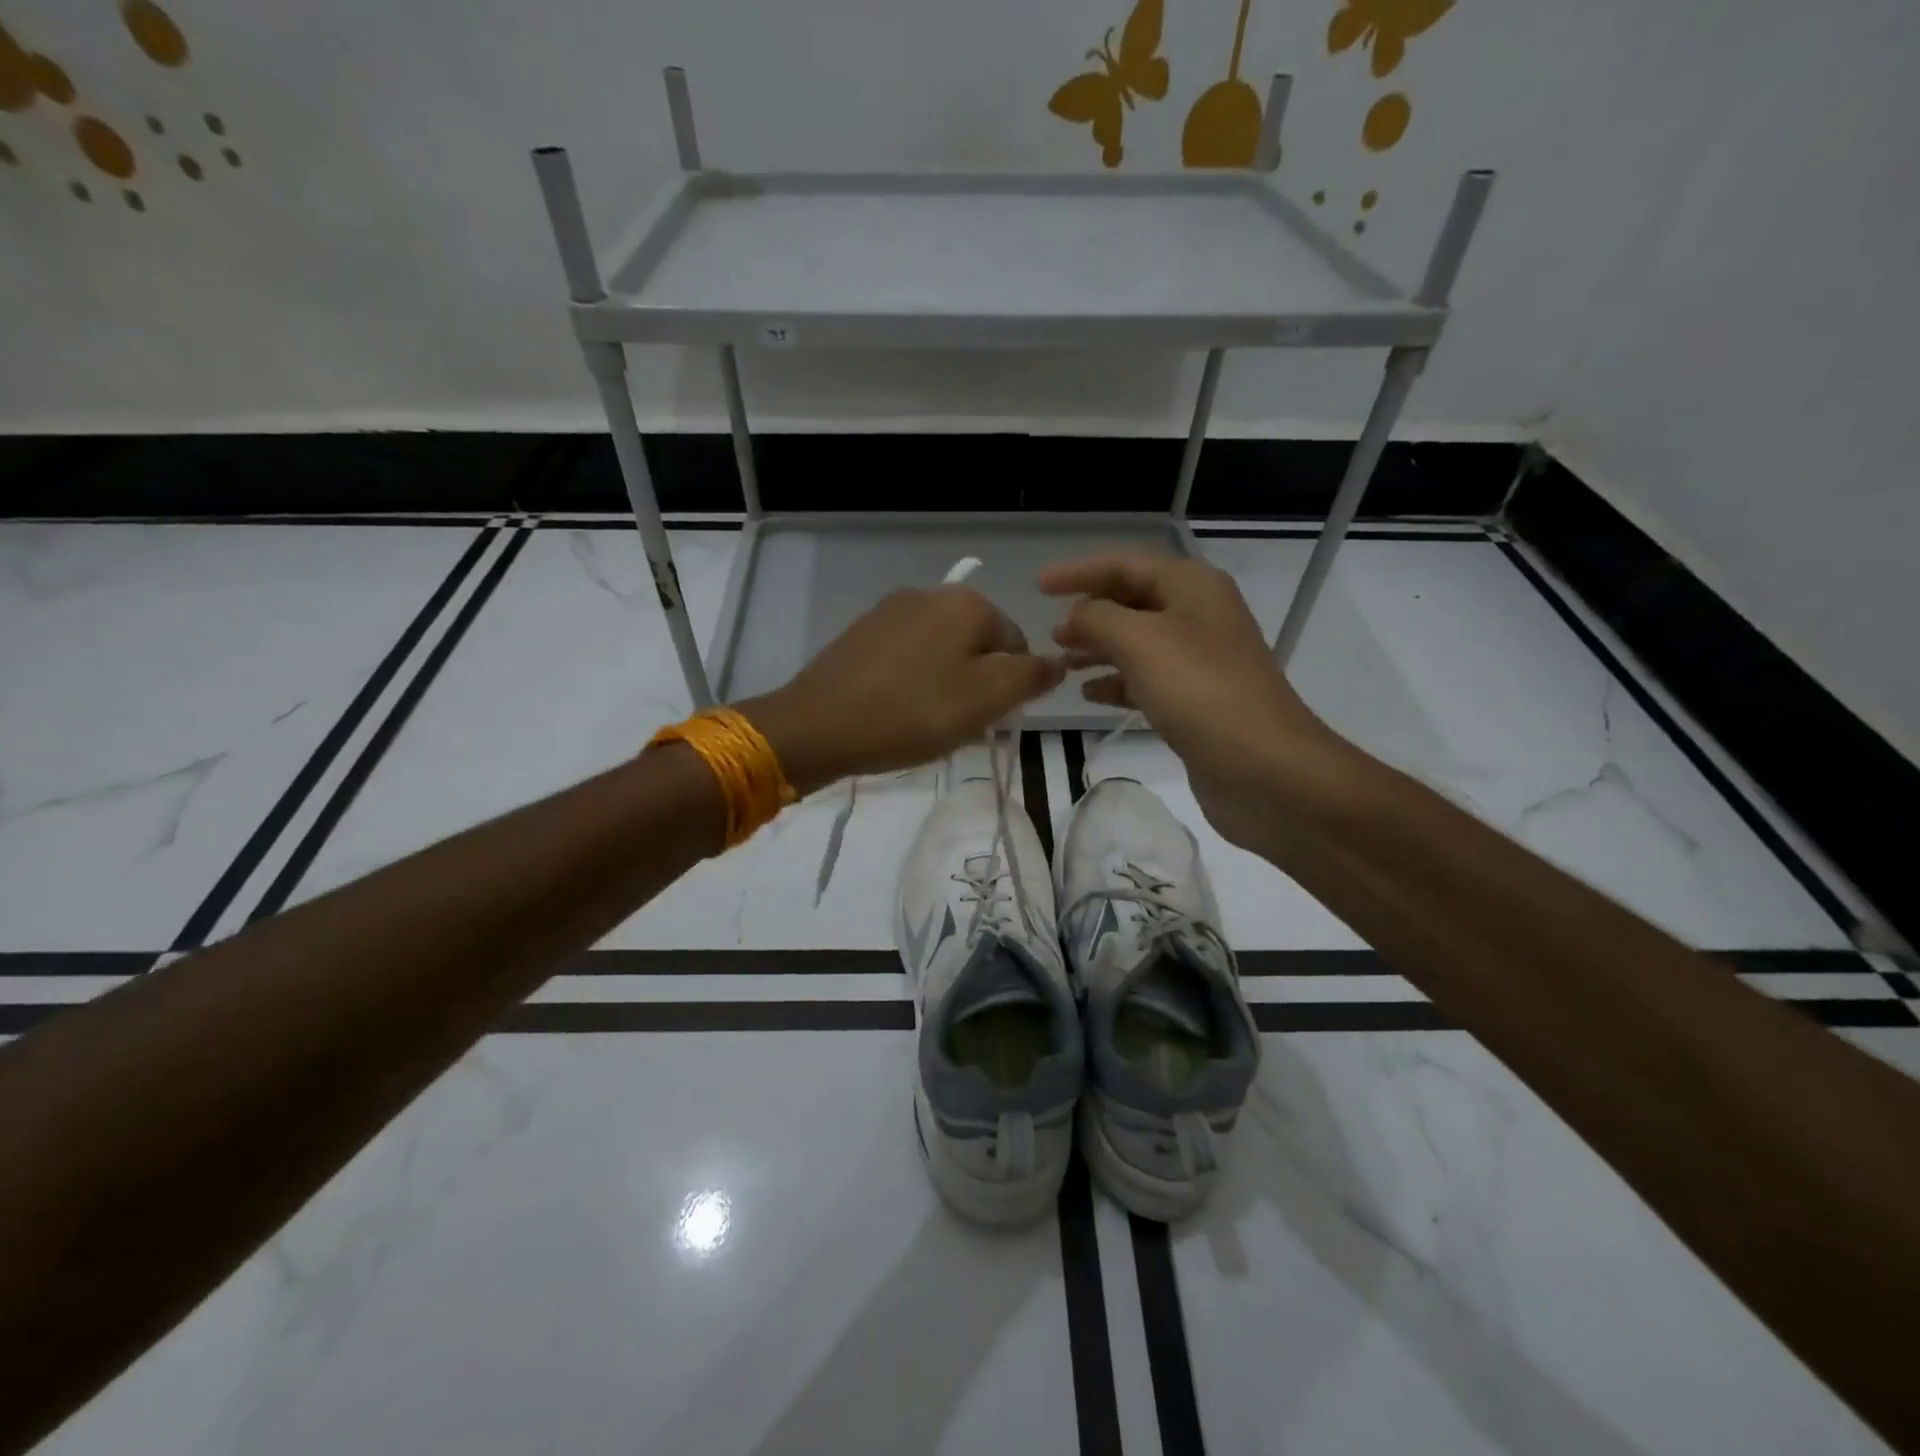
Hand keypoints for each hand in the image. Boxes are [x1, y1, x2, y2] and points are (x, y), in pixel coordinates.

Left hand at [742, 587, 1064, 794]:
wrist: (817, 725)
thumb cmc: (912, 712)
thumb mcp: (987, 698)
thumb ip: (1030, 676)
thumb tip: (1055, 663)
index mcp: (966, 602)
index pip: (1016, 644)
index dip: (1010, 688)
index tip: (986, 720)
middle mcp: (929, 594)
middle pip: (977, 646)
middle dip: (976, 685)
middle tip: (955, 725)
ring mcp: (889, 611)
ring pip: (941, 653)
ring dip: (944, 686)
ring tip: (923, 722)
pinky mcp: (860, 634)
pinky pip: (905, 658)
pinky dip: (911, 683)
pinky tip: (895, 711)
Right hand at [1039, 554, 1350, 846]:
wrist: (1264, 767)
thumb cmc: (1199, 691)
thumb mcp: (1139, 641)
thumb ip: (1098, 618)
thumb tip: (1076, 616)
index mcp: (1192, 587)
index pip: (1125, 564)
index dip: (1079, 572)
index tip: (1038, 586)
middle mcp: (1199, 616)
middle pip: (1133, 601)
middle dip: (1089, 613)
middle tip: (1050, 633)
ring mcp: (1201, 660)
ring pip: (1137, 643)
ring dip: (1098, 649)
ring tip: (1060, 664)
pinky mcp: (1197, 701)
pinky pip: (1147, 679)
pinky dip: (1116, 682)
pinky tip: (1089, 694)